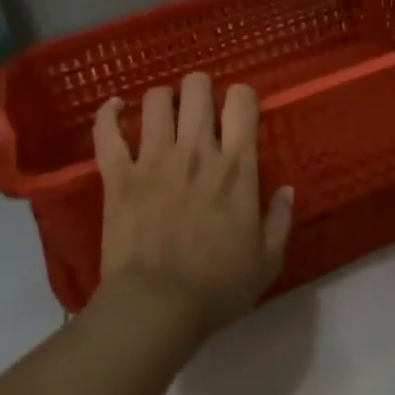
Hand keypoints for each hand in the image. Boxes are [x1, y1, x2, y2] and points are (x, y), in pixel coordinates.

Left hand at [94, 73, 294, 332]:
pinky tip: (115, 108)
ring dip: (162, 100)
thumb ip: (280, 220)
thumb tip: (287, 189)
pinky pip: (107, 131)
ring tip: (164, 115)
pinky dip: (108, 114)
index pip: (242, 101)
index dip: (242, 97)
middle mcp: (195, 150)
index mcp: (236, 167)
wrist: (157, 307)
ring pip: (155, 100)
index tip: (238, 113)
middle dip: (200, 89)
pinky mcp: (118, 174)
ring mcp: (152, 158)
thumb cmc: (217, 288)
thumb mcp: (267, 262)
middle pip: (196, 87)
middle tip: (199, 110)